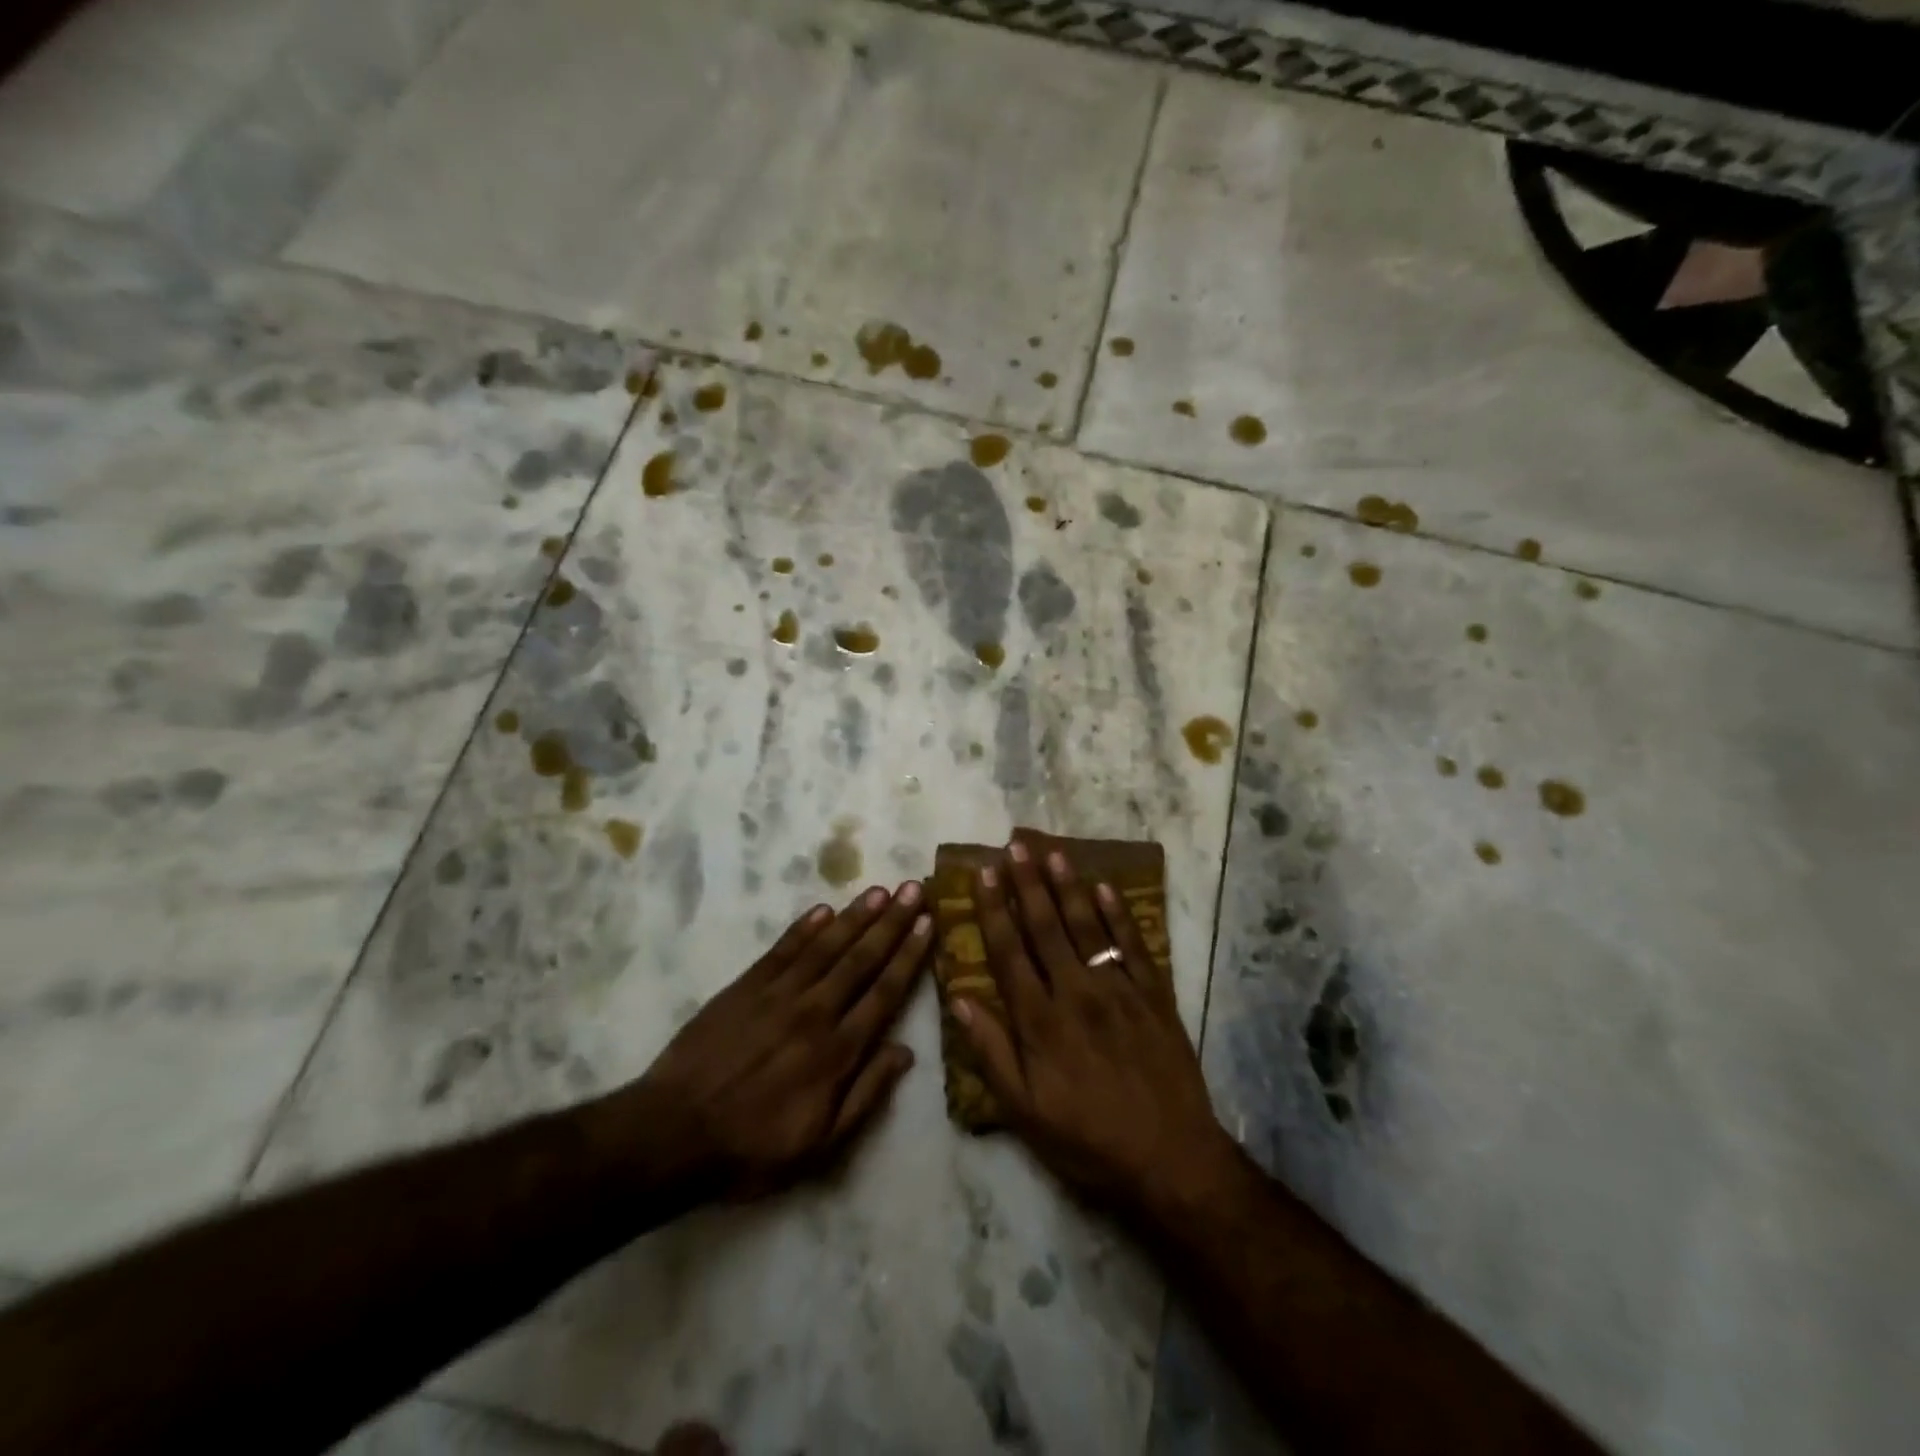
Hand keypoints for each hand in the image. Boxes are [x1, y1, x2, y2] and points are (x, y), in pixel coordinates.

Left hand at [622, 883, 931, 1201]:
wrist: (672, 1135)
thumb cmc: (752, 1148)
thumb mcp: (820, 1145)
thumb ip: (866, 1095)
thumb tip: (905, 1052)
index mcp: (837, 1051)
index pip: (884, 992)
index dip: (909, 956)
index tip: (928, 923)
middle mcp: (814, 1012)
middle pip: (860, 959)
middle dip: (891, 922)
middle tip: (914, 888)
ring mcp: (777, 995)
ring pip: (826, 946)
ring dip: (855, 916)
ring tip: (880, 890)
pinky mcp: (745, 987)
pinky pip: (782, 950)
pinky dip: (804, 928)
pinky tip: (824, 909)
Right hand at [952, 841, 1237, 1221]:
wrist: (1170, 1158)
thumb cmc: (1087, 1139)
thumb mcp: (1024, 1111)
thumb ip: (991, 1052)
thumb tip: (959, 999)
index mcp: (1040, 1020)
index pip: (1009, 951)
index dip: (994, 910)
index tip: (984, 874)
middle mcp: (1075, 992)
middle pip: (1046, 928)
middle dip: (1028, 885)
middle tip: (1016, 847)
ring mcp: (1118, 990)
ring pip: (1088, 927)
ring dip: (1069, 888)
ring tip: (1054, 854)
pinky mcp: (1153, 995)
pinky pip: (1133, 946)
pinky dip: (1119, 915)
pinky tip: (1106, 888)